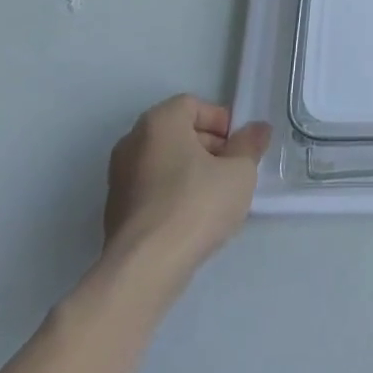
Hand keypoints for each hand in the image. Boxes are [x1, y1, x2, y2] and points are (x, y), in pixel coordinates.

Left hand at [101, 96, 271, 289]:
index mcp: (159, 122)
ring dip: (192, 170)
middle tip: (233, 168)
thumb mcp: (240, 171)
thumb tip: (257, 130)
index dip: (221, 120)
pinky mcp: (115, 210)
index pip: (193, 105)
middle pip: (177, 132)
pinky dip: (173, 192)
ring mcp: (119, 177)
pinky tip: (193, 217)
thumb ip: (250, 145)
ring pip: (164, 161)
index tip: (239, 145)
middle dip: (209, 145)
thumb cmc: (196, 204)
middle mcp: (132, 142)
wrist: (145, 267)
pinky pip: (152, 187)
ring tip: (217, 195)